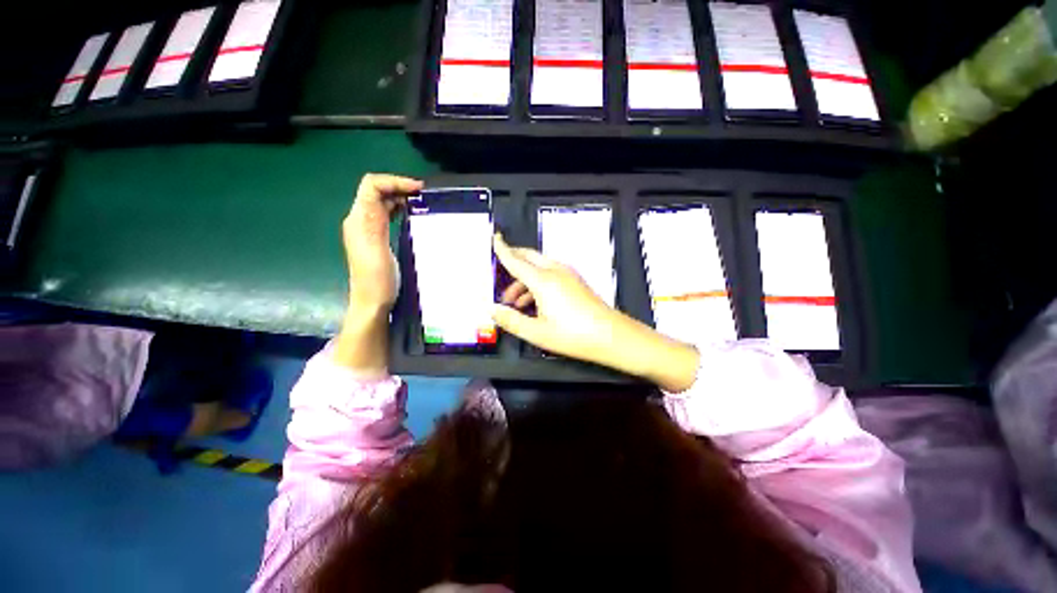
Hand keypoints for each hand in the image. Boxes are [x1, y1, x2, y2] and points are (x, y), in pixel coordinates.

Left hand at [343, 173, 423, 311]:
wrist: (372, 303)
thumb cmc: (377, 280)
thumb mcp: (377, 248)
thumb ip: (376, 219)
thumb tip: (383, 192)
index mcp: (359, 220)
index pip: (372, 185)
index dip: (394, 181)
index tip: (419, 189)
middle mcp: (360, 220)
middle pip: (376, 191)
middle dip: (399, 186)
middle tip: (424, 195)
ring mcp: (368, 230)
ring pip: (382, 202)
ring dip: (400, 197)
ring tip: (422, 202)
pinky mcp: (376, 238)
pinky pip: (387, 215)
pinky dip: (400, 209)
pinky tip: (412, 215)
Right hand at [491, 234, 699, 390]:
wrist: (611, 336)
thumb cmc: (574, 335)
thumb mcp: (537, 332)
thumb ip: (511, 320)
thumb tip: (492, 310)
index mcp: (543, 281)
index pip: (516, 260)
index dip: (502, 249)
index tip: (495, 237)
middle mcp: (555, 271)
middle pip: (529, 257)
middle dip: (513, 262)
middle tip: (500, 276)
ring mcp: (568, 275)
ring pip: (539, 267)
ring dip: (524, 279)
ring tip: (514, 302)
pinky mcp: (575, 281)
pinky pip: (550, 274)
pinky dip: (537, 283)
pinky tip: (534, 303)